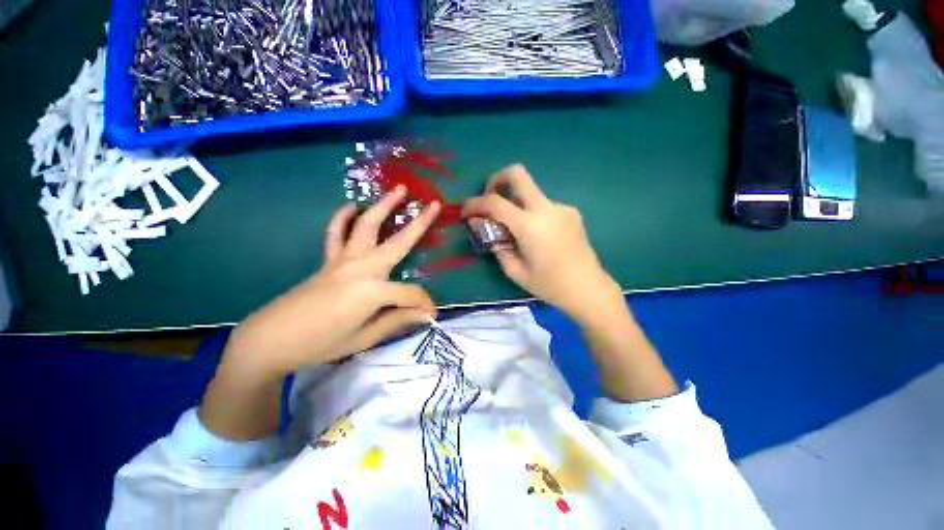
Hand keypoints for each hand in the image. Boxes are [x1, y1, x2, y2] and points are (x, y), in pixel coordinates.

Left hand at [224, 187, 440, 377]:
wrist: (271, 340)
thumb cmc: (320, 344)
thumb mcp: (364, 338)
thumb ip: (397, 320)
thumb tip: (427, 313)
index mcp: (372, 292)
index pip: (410, 293)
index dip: (424, 303)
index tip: (431, 313)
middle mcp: (361, 268)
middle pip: (397, 242)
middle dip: (419, 223)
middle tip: (434, 204)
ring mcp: (343, 260)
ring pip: (367, 226)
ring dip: (384, 206)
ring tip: (398, 189)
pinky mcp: (329, 260)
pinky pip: (336, 233)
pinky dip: (344, 217)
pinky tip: (352, 205)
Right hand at [462, 165, 622, 323]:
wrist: (588, 288)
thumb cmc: (549, 285)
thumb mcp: (515, 270)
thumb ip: (495, 244)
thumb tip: (479, 224)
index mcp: (530, 226)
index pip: (495, 202)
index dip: (475, 203)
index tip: (466, 212)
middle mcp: (546, 208)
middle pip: (518, 174)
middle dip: (496, 180)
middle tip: (489, 200)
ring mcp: (561, 207)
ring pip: (530, 192)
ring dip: (515, 203)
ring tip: (513, 229)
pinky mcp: (570, 212)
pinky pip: (542, 205)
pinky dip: (530, 213)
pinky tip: (535, 235)